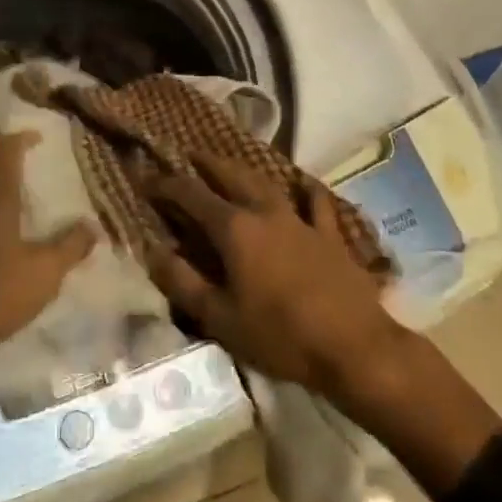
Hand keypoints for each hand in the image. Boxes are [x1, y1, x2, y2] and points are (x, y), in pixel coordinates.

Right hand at [144, 152, 403, 400]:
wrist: (354, 347)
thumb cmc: (280, 336)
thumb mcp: (220, 318)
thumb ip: (183, 283)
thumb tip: (152, 251)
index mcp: (234, 229)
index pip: (191, 195)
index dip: (166, 185)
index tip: (147, 179)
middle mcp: (265, 212)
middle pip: (231, 176)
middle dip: (207, 163)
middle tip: (190, 155)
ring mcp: (300, 220)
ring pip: (268, 183)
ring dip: (245, 170)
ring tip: (231, 164)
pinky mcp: (330, 235)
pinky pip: (316, 203)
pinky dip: (306, 190)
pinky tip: (304, 184)